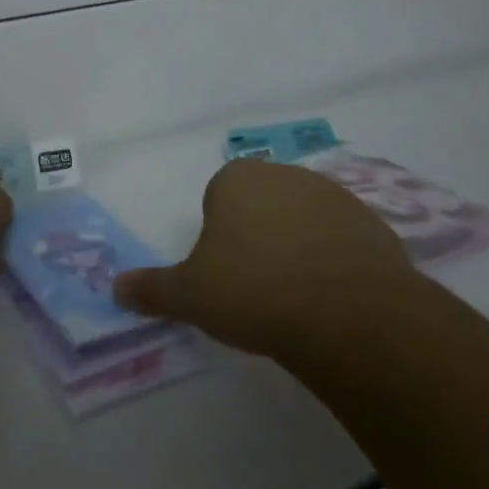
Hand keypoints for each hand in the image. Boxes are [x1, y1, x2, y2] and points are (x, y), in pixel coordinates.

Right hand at [114, 158, 417, 361]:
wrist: (348, 314)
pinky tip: (333, 298)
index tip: (226, 275)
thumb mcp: (191, 296)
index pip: (218, 199)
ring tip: (298, 297)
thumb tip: (115, 289)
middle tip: (257, 287)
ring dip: (297, 247)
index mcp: (237, 178)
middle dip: (257, 237)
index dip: (218, 237)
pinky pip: (341, 240)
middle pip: (261, 205)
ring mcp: (333, 195)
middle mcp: (284, 174)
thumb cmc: (254, 291)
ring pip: (302, 220)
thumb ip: (152, 289)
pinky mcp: (372, 223)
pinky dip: (335, 261)